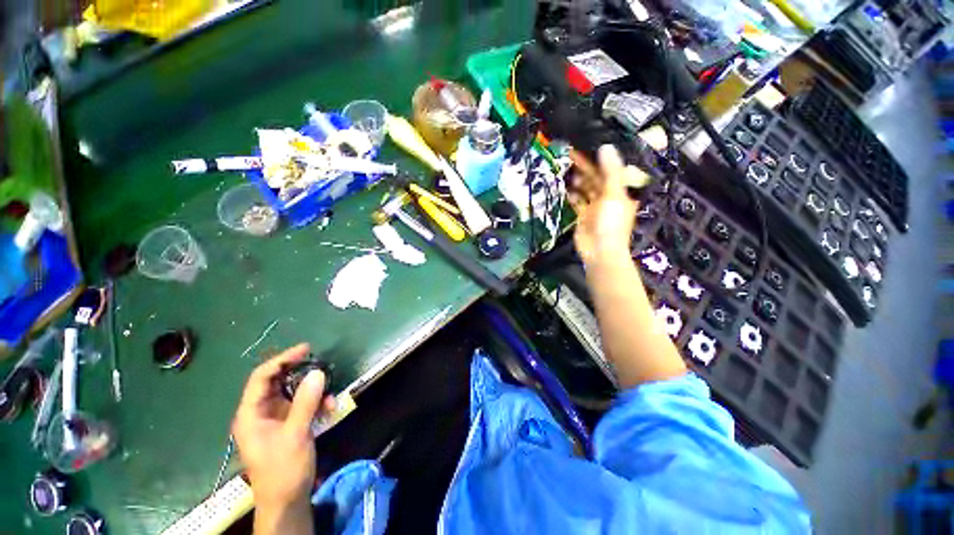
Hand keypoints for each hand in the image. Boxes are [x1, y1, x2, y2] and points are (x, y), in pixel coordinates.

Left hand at [232, 344, 334, 512]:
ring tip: (330, 398)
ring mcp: (275, 419)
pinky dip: (317, 404)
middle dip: (302, 375)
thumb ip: (305, 402)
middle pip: (279, 382)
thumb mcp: (295, 434)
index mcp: (251, 414)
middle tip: (322, 366)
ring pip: (294, 393)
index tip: (305, 349)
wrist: (287, 500)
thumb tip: (317, 372)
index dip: (281, 360)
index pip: (261, 378)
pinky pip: (303, 405)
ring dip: (314, 392)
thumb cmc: (283, 469)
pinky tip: (329, 409)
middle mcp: (261, 412)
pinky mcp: (289, 425)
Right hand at [570, 145, 644, 265]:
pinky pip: (578, 202)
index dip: (598, 159)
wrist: (600, 251)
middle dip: (585, 168)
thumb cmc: (611, 223)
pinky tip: (567, 189)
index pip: (609, 170)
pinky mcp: (583, 217)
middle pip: (596, 179)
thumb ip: (610, 171)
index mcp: (620, 191)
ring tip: (568, 172)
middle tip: (570, 156)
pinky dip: (573, 195)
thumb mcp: (613, 194)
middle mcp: (608, 197)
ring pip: (586, 189)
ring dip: (578, 181)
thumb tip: (606, 146)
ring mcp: (595, 207)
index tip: (585, 148)